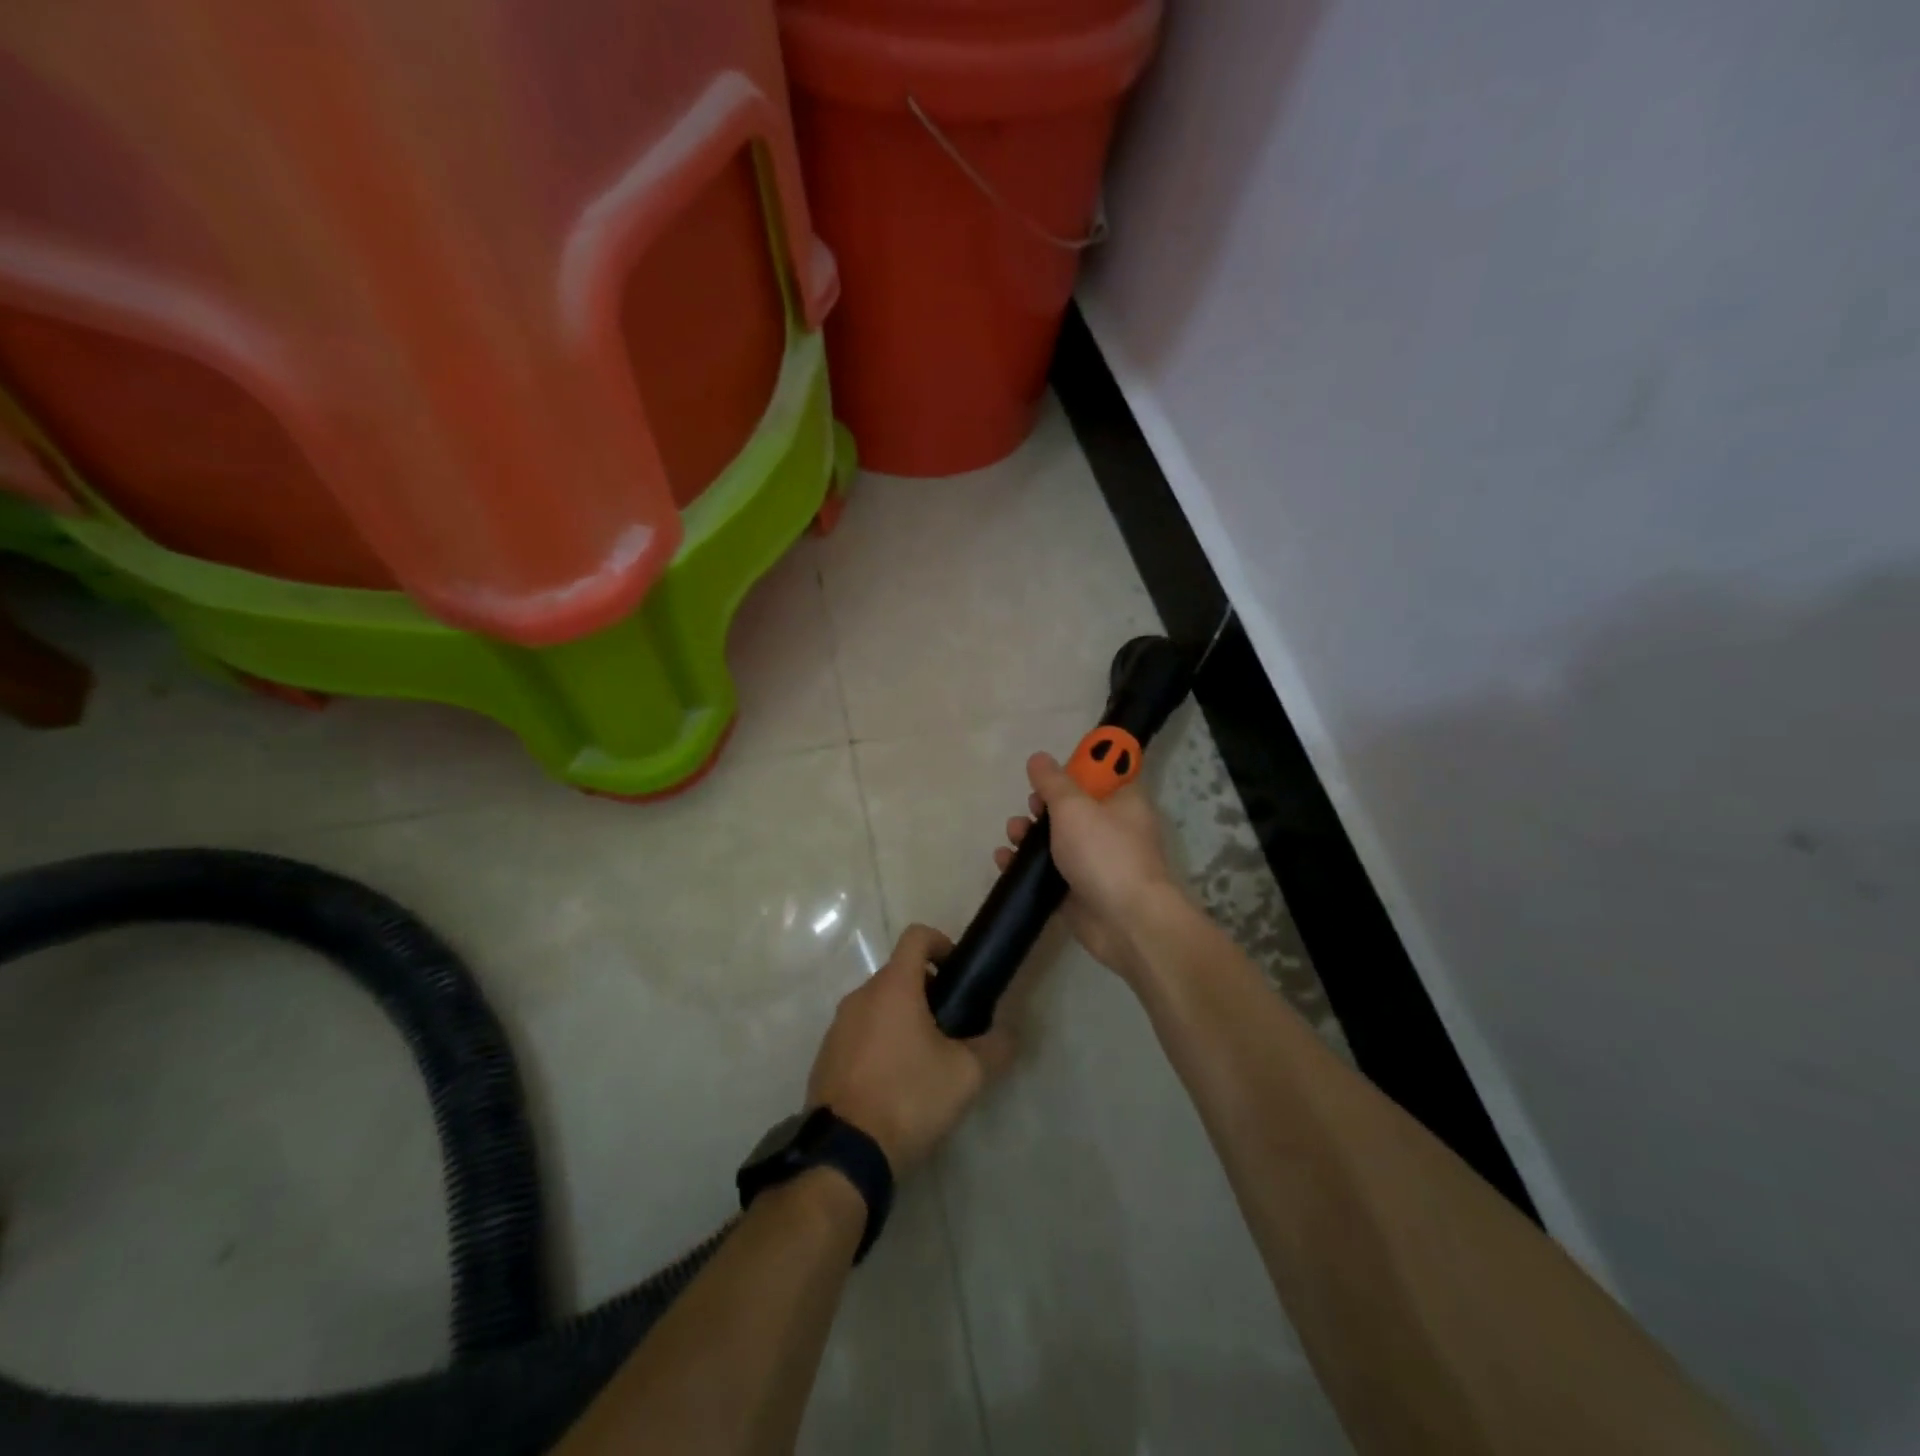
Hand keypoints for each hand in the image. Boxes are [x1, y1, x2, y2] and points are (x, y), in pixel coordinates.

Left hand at [806, 924, 1012, 1174]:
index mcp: (893, 987)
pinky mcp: (825, 1056)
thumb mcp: (966, 1075)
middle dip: (927, 990)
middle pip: (898, 973)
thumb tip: (1008, 1033)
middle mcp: (860, 996)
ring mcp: (838, 1026)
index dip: (941, 943)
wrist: (845, 1153)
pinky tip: (895, 1083)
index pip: (916, 936)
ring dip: (902, 1018)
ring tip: (925, 1059)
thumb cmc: (908, 1098)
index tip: (957, 973)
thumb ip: (995, 1047)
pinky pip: (859, 1033)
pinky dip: (879, 1042)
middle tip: (951, 1026)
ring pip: (877, 1004)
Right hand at [994, 751, 1179, 981]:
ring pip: (1055, 840)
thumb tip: (1039, 758)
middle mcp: (1111, 829)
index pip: (1103, 774)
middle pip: (1072, 807)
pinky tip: (1005, 861)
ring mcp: (1094, 862)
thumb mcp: (1074, 807)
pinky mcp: (1077, 891)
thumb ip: (1053, 782)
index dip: (1077, 769)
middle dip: (1043, 804)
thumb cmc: (1104, 853)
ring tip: (1014, 835)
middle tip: (1032, 808)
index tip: (1053, 773)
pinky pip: (1046, 873)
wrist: (1126, 923)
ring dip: (1029, 834)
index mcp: (1123, 801)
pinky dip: (1025, 866)